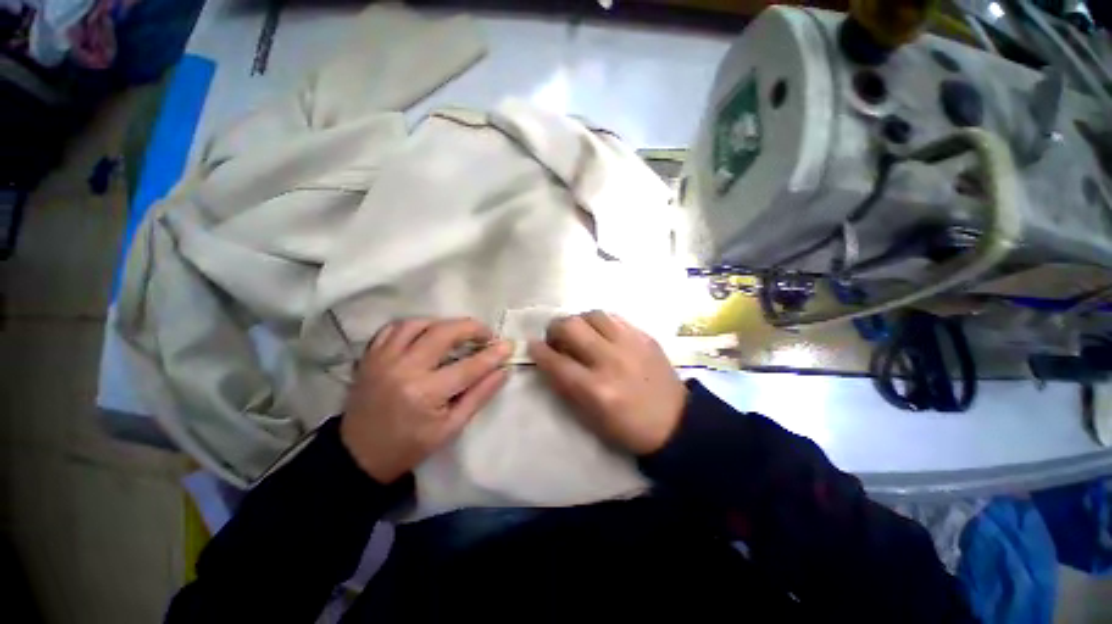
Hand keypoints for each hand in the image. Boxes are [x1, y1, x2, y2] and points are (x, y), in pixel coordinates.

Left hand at [341, 318, 512, 482]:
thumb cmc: (410, 446)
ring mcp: (383, 359)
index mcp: (426, 393)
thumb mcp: (451, 428)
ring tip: (457, 333)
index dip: (493, 354)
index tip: (508, 345)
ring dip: (443, 323)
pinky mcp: (370, 356)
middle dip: (471, 328)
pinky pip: (394, 328)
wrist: (358, 456)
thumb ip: (479, 395)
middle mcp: (404, 369)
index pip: (469, 366)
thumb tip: (503, 370)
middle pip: (443, 333)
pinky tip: (426, 333)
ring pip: (418, 323)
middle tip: (485, 335)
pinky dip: (415, 325)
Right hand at [528, 311, 686, 454]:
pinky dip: (600, 322)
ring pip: (592, 314)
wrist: (676, 423)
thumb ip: (566, 387)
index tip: (532, 345)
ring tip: (580, 333)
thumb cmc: (628, 428)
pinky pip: (614, 317)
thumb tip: (548, 361)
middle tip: (556, 337)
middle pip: (571, 326)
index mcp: (595, 389)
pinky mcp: (645, 336)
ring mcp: (630, 344)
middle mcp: (610, 360)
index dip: (538, 351)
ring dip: (578, 321)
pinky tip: (601, 332)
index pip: (556, 361)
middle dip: (554, 328)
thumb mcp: (590, 418)